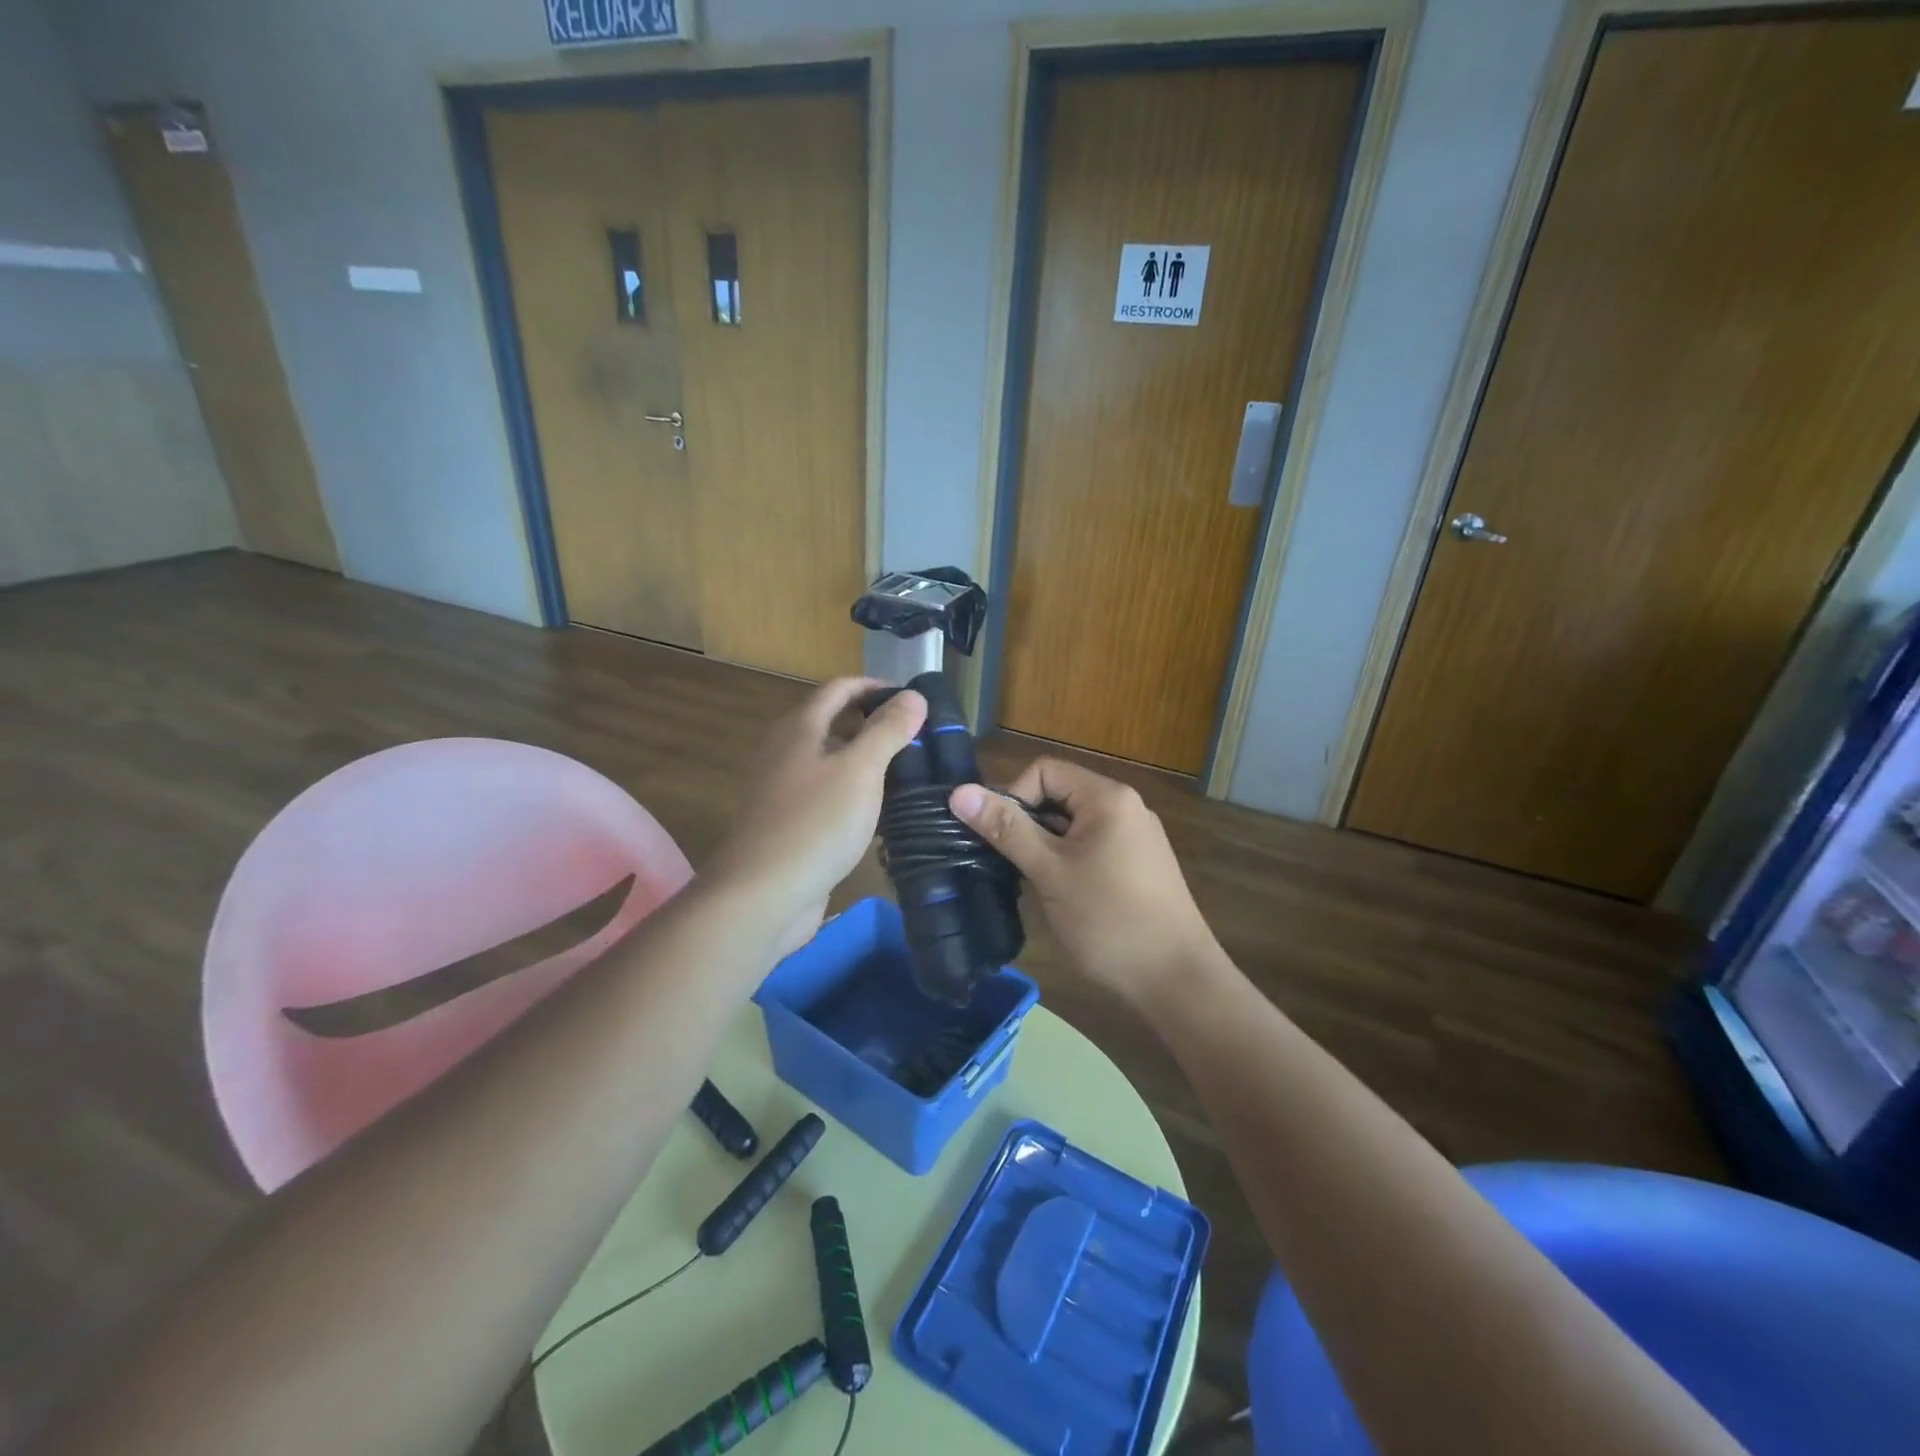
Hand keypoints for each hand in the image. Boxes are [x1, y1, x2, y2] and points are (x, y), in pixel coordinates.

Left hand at [710, 677, 925, 950]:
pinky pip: (825, 793)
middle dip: (872, 722)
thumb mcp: (860, 770)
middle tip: (914, 735)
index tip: (912, 699)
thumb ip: (888, 730)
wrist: (762, 895)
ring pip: (828, 760)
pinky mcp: (787, 823)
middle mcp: (785, 751)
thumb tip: (914, 695)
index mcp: (799, 728)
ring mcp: (782, 789)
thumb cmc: (815, 823)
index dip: (875, 687)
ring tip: (905, 769)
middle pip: (831, 722)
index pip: (839, 688)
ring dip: (863, 758)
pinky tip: (876, 809)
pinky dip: (851, 790)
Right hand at [950, 758, 1220, 1009]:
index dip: (1014, 796)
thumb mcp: (1049, 871)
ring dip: (1046, 845)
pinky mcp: (1139, 865)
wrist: (1176, 979)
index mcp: (1107, 797)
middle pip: (1060, 795)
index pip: (1044, 770)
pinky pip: (1093, 845)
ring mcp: (1136, 837)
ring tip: (1031, 883)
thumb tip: (960, 792)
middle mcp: (1126, 807)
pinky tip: (1060, 895)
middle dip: (1028, 823)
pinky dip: (1068, 860)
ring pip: (1074, 824)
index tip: (1001, 840)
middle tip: (1010, 864)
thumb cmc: (1108, 919)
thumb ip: (1006, 829)